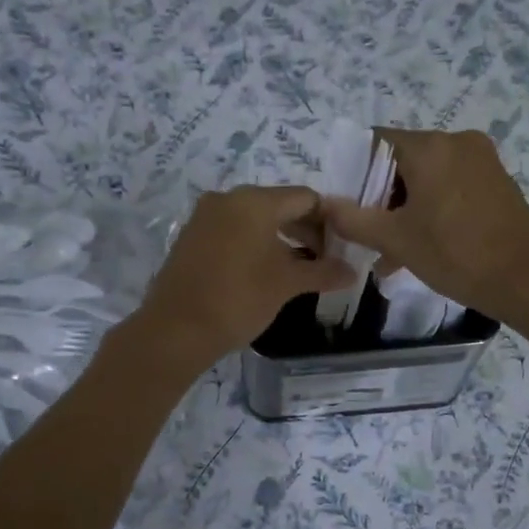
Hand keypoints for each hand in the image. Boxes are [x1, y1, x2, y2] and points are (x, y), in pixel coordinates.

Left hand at [134, 185, 353, 372]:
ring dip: (281, 238)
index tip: (342, 245)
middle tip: (324, 259)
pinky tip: (264, 270)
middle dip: (305, 229)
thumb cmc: (239, 299)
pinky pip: (233, 230)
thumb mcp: (287, 284)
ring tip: (298, 268)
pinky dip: (254, 243)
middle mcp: (228, 199)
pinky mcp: (191, 236)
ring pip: (255, 218)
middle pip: (280, 204)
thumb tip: (353, 271)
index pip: (305, 198)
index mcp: (255, 201)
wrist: (175, 330)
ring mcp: (205, 216)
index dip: (329, 220)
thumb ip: (323, 272)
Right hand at [324, 128, 528, 319]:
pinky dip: (433, 208)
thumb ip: (353, 219)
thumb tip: (324, 205)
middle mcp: (457, 142)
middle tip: (369, 233)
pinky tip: (423, 245)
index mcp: (430, 147)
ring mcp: (482, 161)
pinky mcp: (498, 182)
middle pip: (403, 160)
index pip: (376, 142)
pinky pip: (453, 187)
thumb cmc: (455, 254)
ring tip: (392, 251)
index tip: (347, 204)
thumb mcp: (395, 239)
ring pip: (429, 177)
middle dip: (382, 196)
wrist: (526, 279)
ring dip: (406, 208)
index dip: (355, 171)